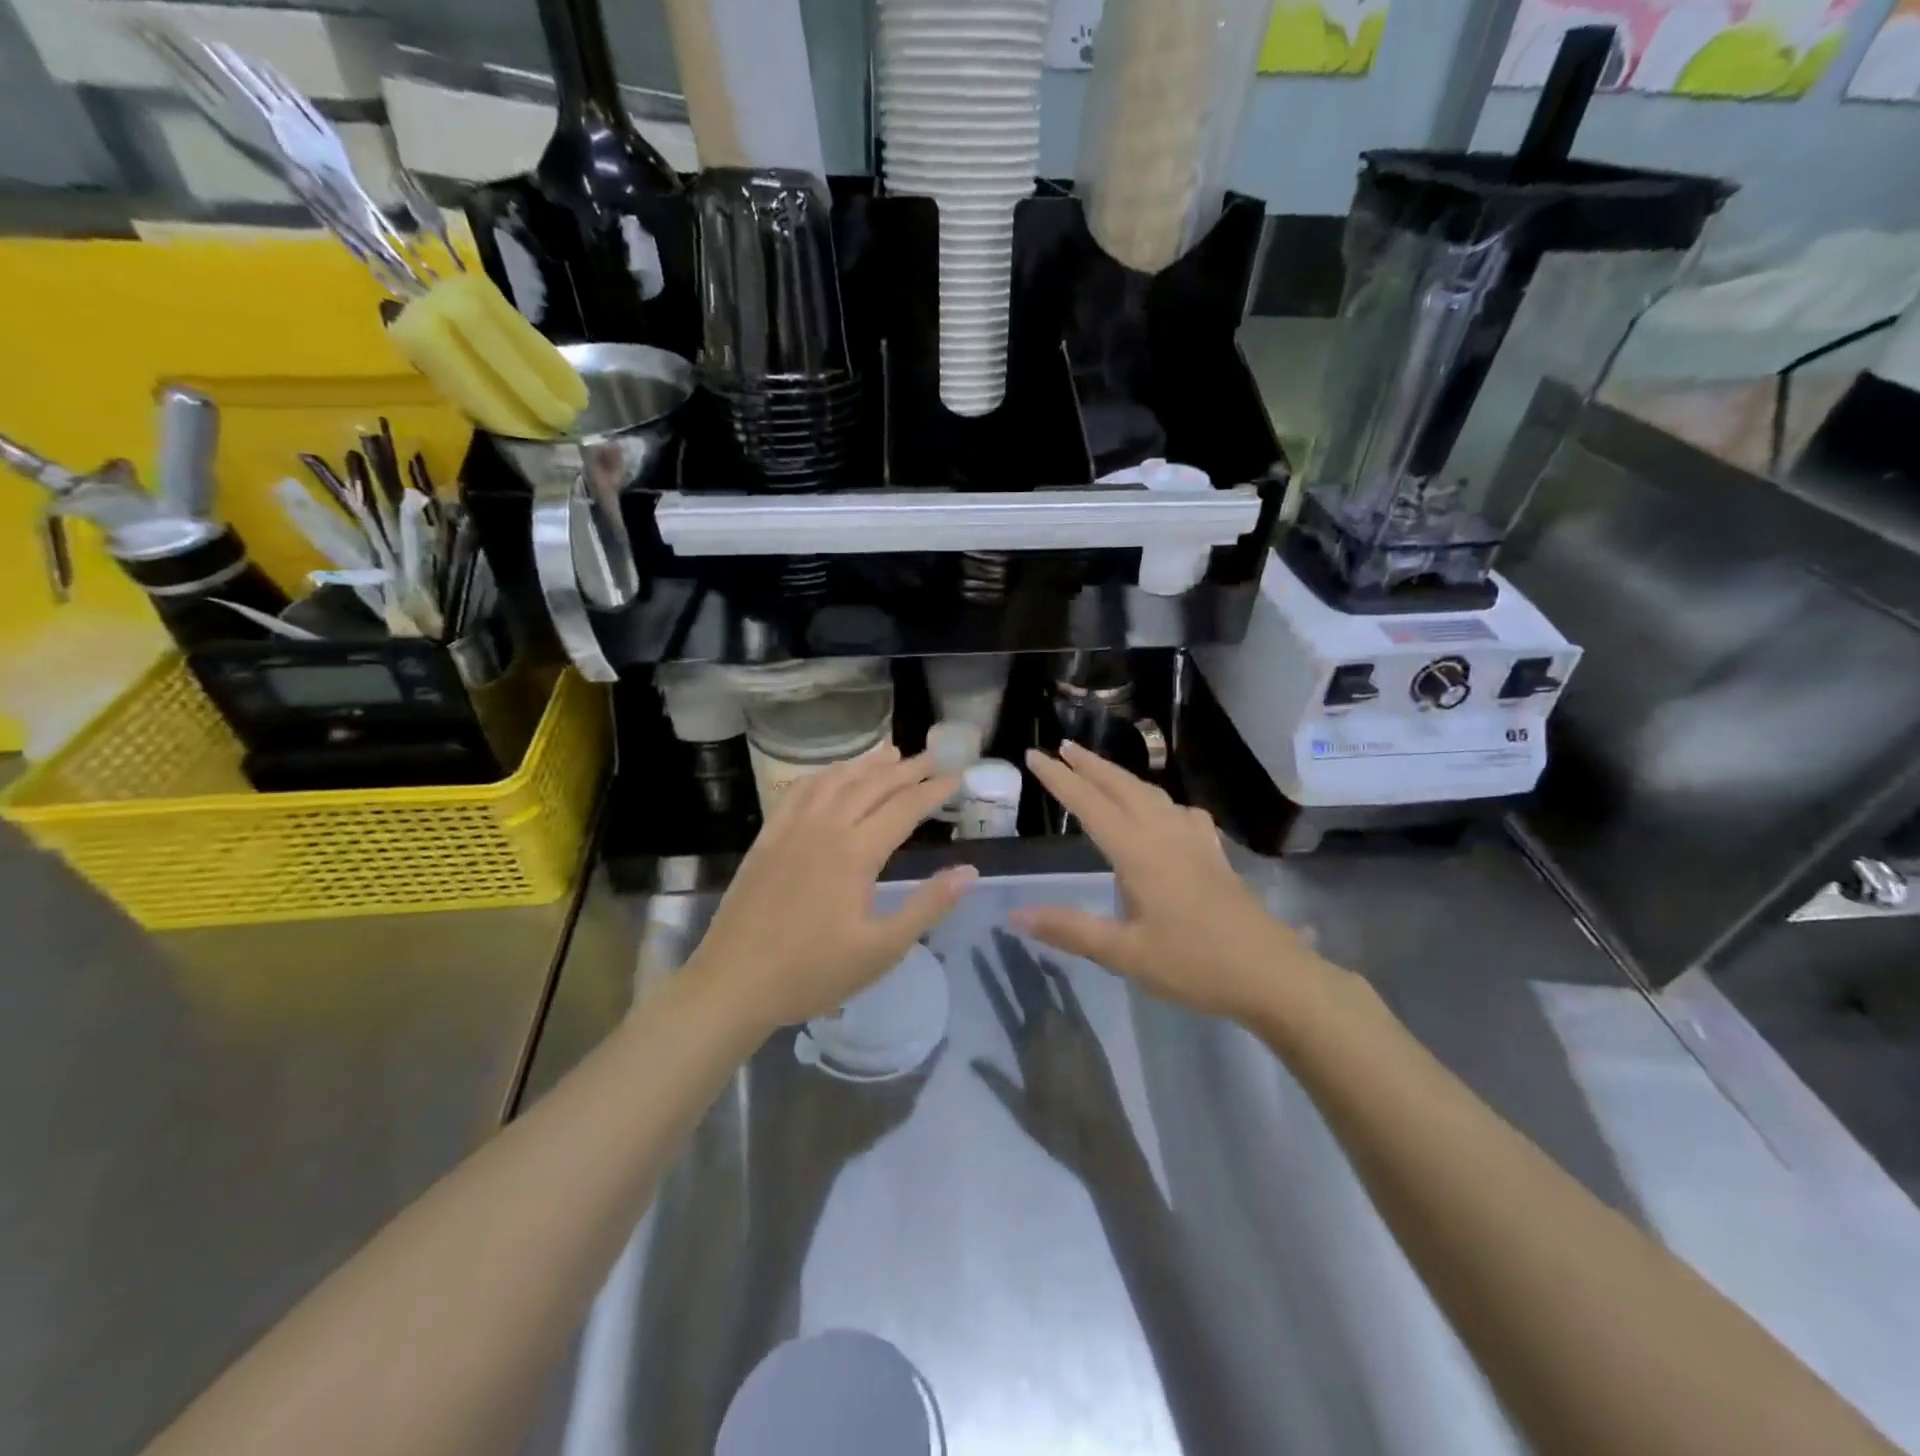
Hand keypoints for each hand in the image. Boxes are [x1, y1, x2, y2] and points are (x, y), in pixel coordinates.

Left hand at [687, 746, 973, 1032]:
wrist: (734, 983)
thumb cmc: (813, 972)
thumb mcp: (881, 950)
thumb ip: (927, 906)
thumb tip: (969, 871)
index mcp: (856, 852)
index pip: (904, 808)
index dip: (934, 791)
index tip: (957, 778)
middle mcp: (825, 828)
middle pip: (872, 785)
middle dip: (907, 769)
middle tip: (934, 758)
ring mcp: (791, 829)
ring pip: (835, 781)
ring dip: (867, 764)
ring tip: (892, 752)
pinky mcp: (767, 838)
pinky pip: (798, 792)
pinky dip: (823, 775)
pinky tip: (832, 774)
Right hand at [971, 930, 1144, 1180]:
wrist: (1104, 1144)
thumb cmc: (1057, 1131)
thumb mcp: (1019, 1108)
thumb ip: (995, 1080)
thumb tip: (969, 1055)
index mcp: (1028, 1045)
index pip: (1005, 998)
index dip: (993, 972)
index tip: (982, 947)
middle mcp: (1049, 1029)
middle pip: (1026, 984)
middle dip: (1012, 956)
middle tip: (999, 929)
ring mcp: (1072, 1028)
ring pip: (1047, 986)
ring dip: (1032, 962)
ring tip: (1020, 938)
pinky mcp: (1089, 1033)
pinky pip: (1072, 998)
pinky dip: (1060, 978)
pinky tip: (1052, 962)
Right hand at [1013, 742, 1328, 1025]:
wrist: (1271, 974)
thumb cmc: (1194, 964)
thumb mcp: (1125, 954)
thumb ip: (1070, 930)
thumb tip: (1015, 914)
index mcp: (1139, 852)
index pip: (1090, 805)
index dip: (1059, 780)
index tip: (1033, 756)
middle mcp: (1165, 834)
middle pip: (1122, 786)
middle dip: (1090, 764)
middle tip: (1062, 746)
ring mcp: (1194, 840)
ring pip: (1151, 794)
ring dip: (1120, 776)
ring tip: (1099, 770)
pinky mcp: (1213, 853)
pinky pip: (1180, 812)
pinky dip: (1159, 800)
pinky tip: (1163, 812)